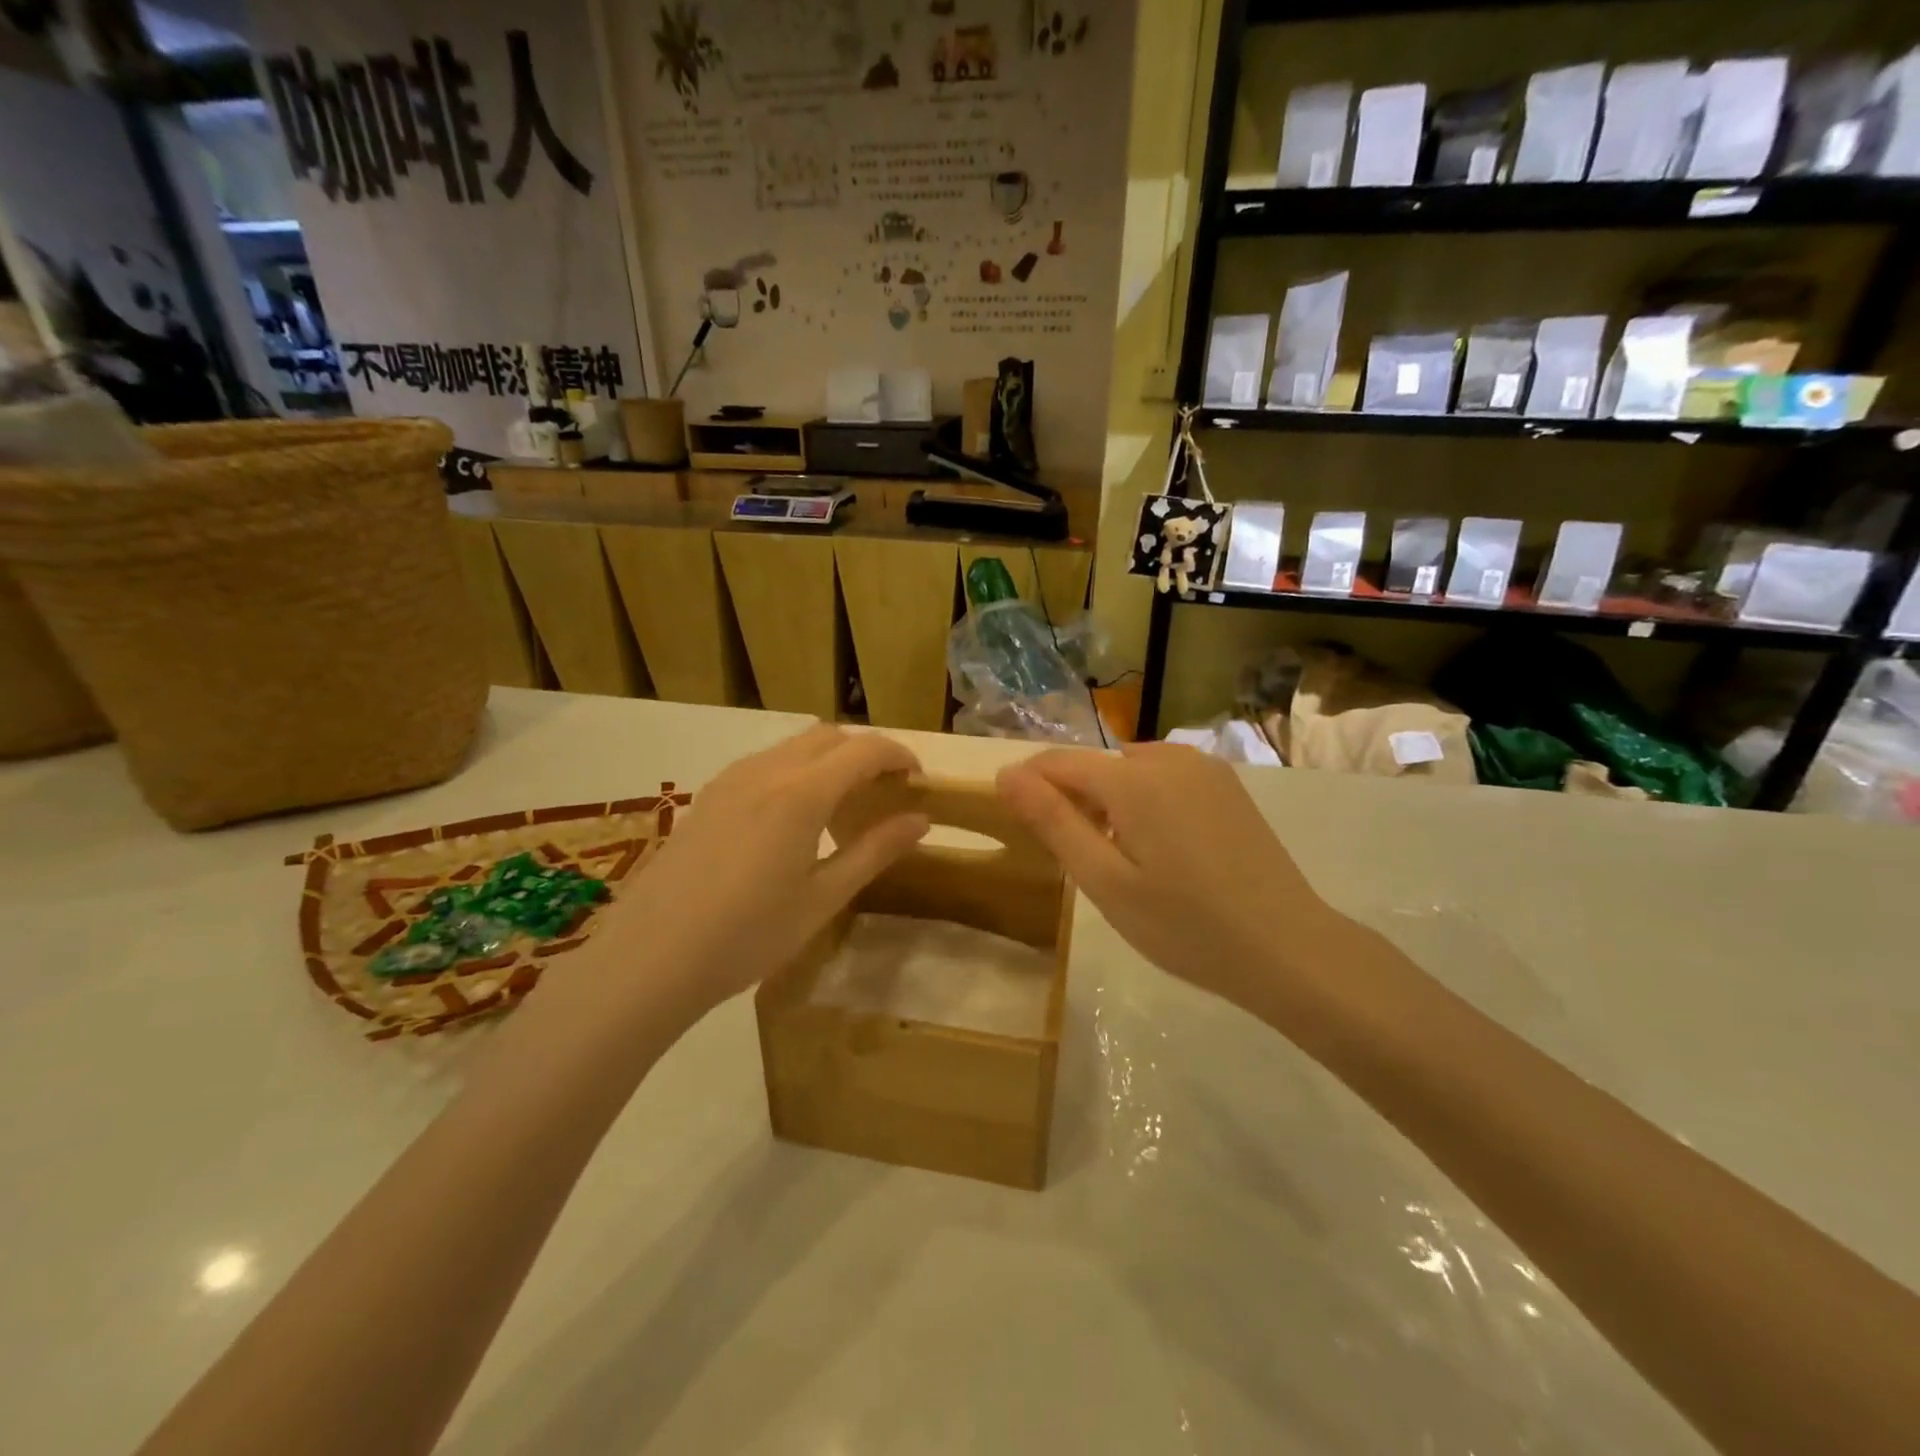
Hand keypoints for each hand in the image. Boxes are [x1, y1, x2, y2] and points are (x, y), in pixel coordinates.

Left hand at [595, 726, 929, 1020]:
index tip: (918, 782)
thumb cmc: (748, 935)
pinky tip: (793, 819)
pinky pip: (765, 764)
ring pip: (794, 746)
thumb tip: (920, 819)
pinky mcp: (708, 796)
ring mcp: (731, 779)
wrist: (650, 958)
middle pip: (830, 736)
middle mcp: (767, 770)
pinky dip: (796, 771)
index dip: (899, 756)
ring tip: (842, 807)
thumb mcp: (823, 898)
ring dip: (829, 760)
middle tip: (884, 794)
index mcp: (802, 792)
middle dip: (866, 753)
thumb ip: (875, 850)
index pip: (866, 749)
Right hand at [996, 743, 1341, 1011]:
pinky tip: (1166, 849)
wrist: (1287, 948)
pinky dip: (1147, 801)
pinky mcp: (1227, 785)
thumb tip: (1006, 774)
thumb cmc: (1185, 925)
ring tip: (1125, 860)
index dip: (1029, 786)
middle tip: (1084, 863)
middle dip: (1075, 801)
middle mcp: (1167, 757)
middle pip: (1096, 766)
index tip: (1018, 823)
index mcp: (1132, 778)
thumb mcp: (1105, 881)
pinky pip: (1165, 779)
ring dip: (1111, 801)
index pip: (1058, 763)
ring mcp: (1204, 768)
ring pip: (1130, 771)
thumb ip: (1053, 822)